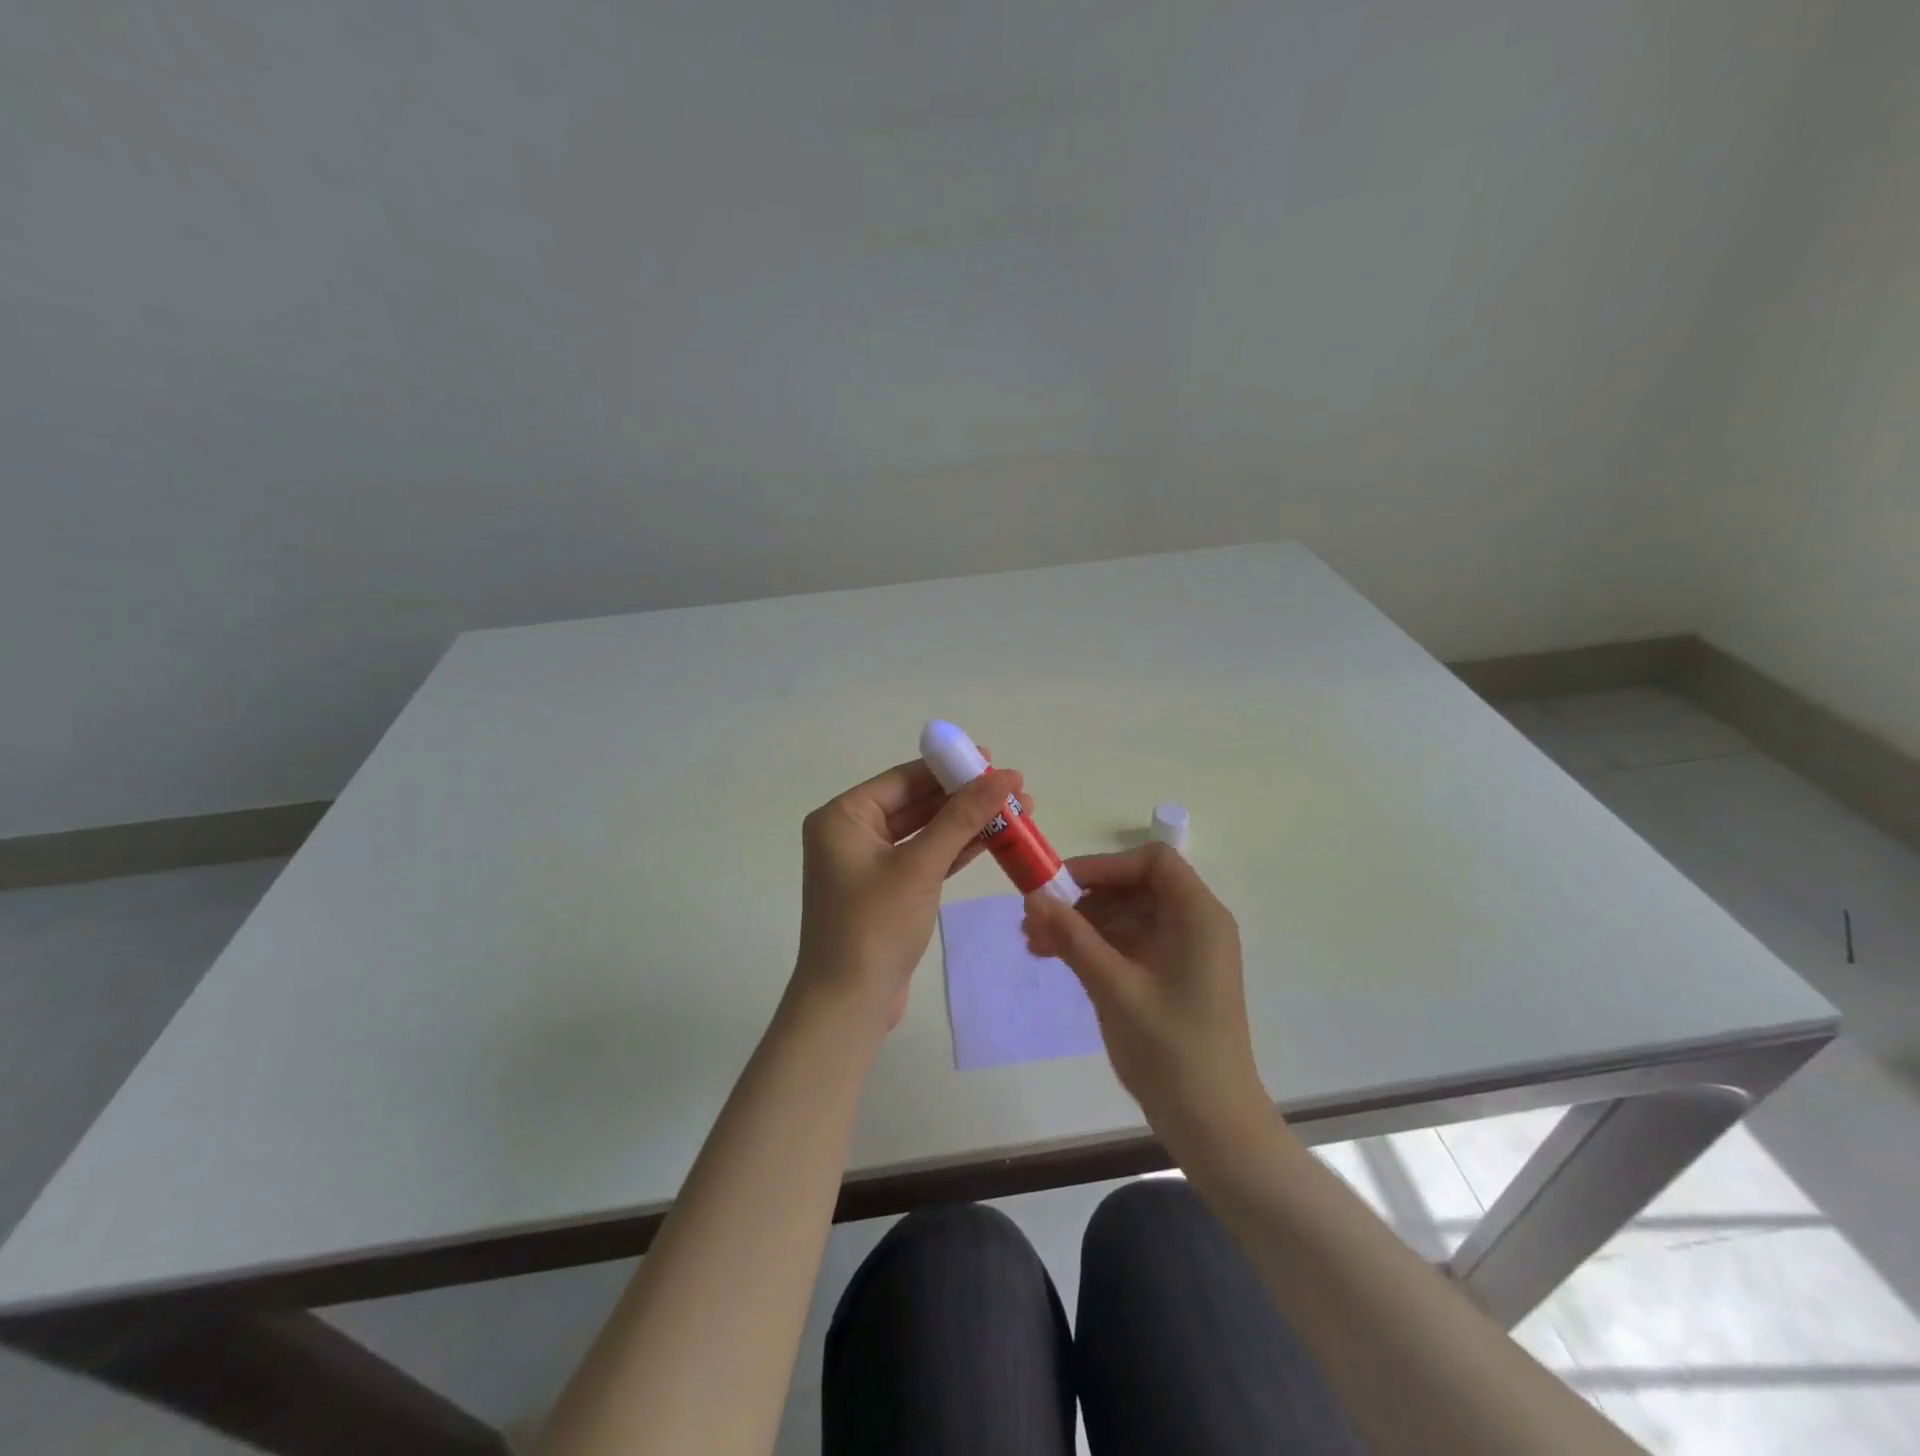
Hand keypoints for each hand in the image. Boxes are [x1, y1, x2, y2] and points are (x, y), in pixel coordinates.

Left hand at [793, 760, 1025, 1034]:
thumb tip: (1004, 775)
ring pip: (925, 831)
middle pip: (916, 803)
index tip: (992, 759)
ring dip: (967, 823)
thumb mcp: (920, 866)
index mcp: (843, 817)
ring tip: (1018, 811)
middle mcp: (851, 833)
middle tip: (1014, 788)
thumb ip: (962, 817)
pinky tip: (993, 840)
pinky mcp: (887, 890)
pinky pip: (925, 858)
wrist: (848, 1005)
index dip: (950, 768)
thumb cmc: (874, 926)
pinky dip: (955, 850)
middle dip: (964, 797)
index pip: (904, 779)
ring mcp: (869, 863)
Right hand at [1022, 843, 1270, 1150]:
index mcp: (1197, 916)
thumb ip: (1073, 937)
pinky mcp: (1171, 977)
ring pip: (1126, 917)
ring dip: (1081, 924)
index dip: (1105, 866)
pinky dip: (1094, 947)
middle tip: (1034, 918)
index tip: (1061, 885)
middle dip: (1083, 899)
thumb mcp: (1114, 987)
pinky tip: (1055, 958)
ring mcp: (1183, 952)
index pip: (1152, 862)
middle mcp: (1195, 925)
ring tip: (1034, 943)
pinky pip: (1128, 945)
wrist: (1213, 1125)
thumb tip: (1033, 896)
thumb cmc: (1170, 1050)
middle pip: (1134, 888)